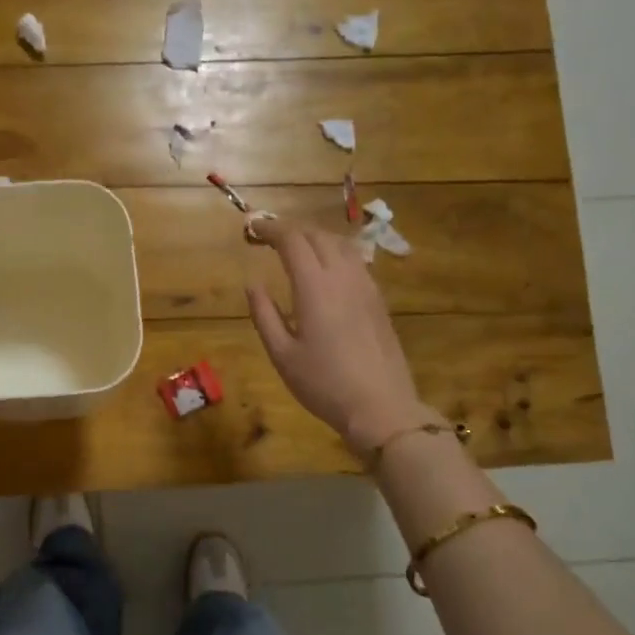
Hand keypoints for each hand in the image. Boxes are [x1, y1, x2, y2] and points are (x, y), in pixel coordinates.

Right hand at [246, 218, 439, 455]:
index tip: (253, 228)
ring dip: (315, 238)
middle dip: (292, 230)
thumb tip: (253, 283)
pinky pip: (355, 261)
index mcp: (315, 287)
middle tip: (270, 238)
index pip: (292, 240)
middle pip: (318, 235)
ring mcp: (366, 286)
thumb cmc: (323, 384)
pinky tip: (326, 270)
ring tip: (296, 248)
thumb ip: (264, 314)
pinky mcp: (378, 300)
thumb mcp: (282, 354)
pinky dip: (334, 253)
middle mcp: (343, 277)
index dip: (271, 229)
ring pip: (340, 245)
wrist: (381, 407)